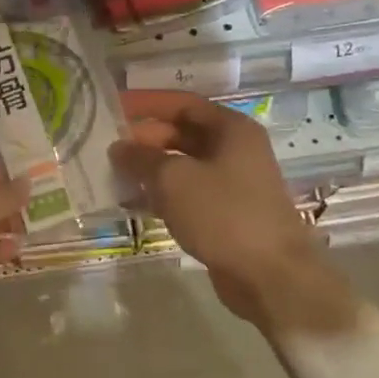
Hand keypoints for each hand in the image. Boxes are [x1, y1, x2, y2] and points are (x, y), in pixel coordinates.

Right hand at [111, 91, 358, 337]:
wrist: (270, 275)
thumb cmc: (223, 214)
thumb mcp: (174, 179)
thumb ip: (142, 158)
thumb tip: (119, 147)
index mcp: (231, 129)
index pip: (182, 103)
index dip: (147, 103)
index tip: (114, 107)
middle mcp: (235, 150)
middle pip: (182, 133)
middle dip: (145, 139)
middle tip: (108, 148)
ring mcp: (232, 183)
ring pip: (183, 166)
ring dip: (150, 169)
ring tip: (113, 175)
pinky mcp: (226, 214)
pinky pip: (187, 194)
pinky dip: (161, 194)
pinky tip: (133, 203)